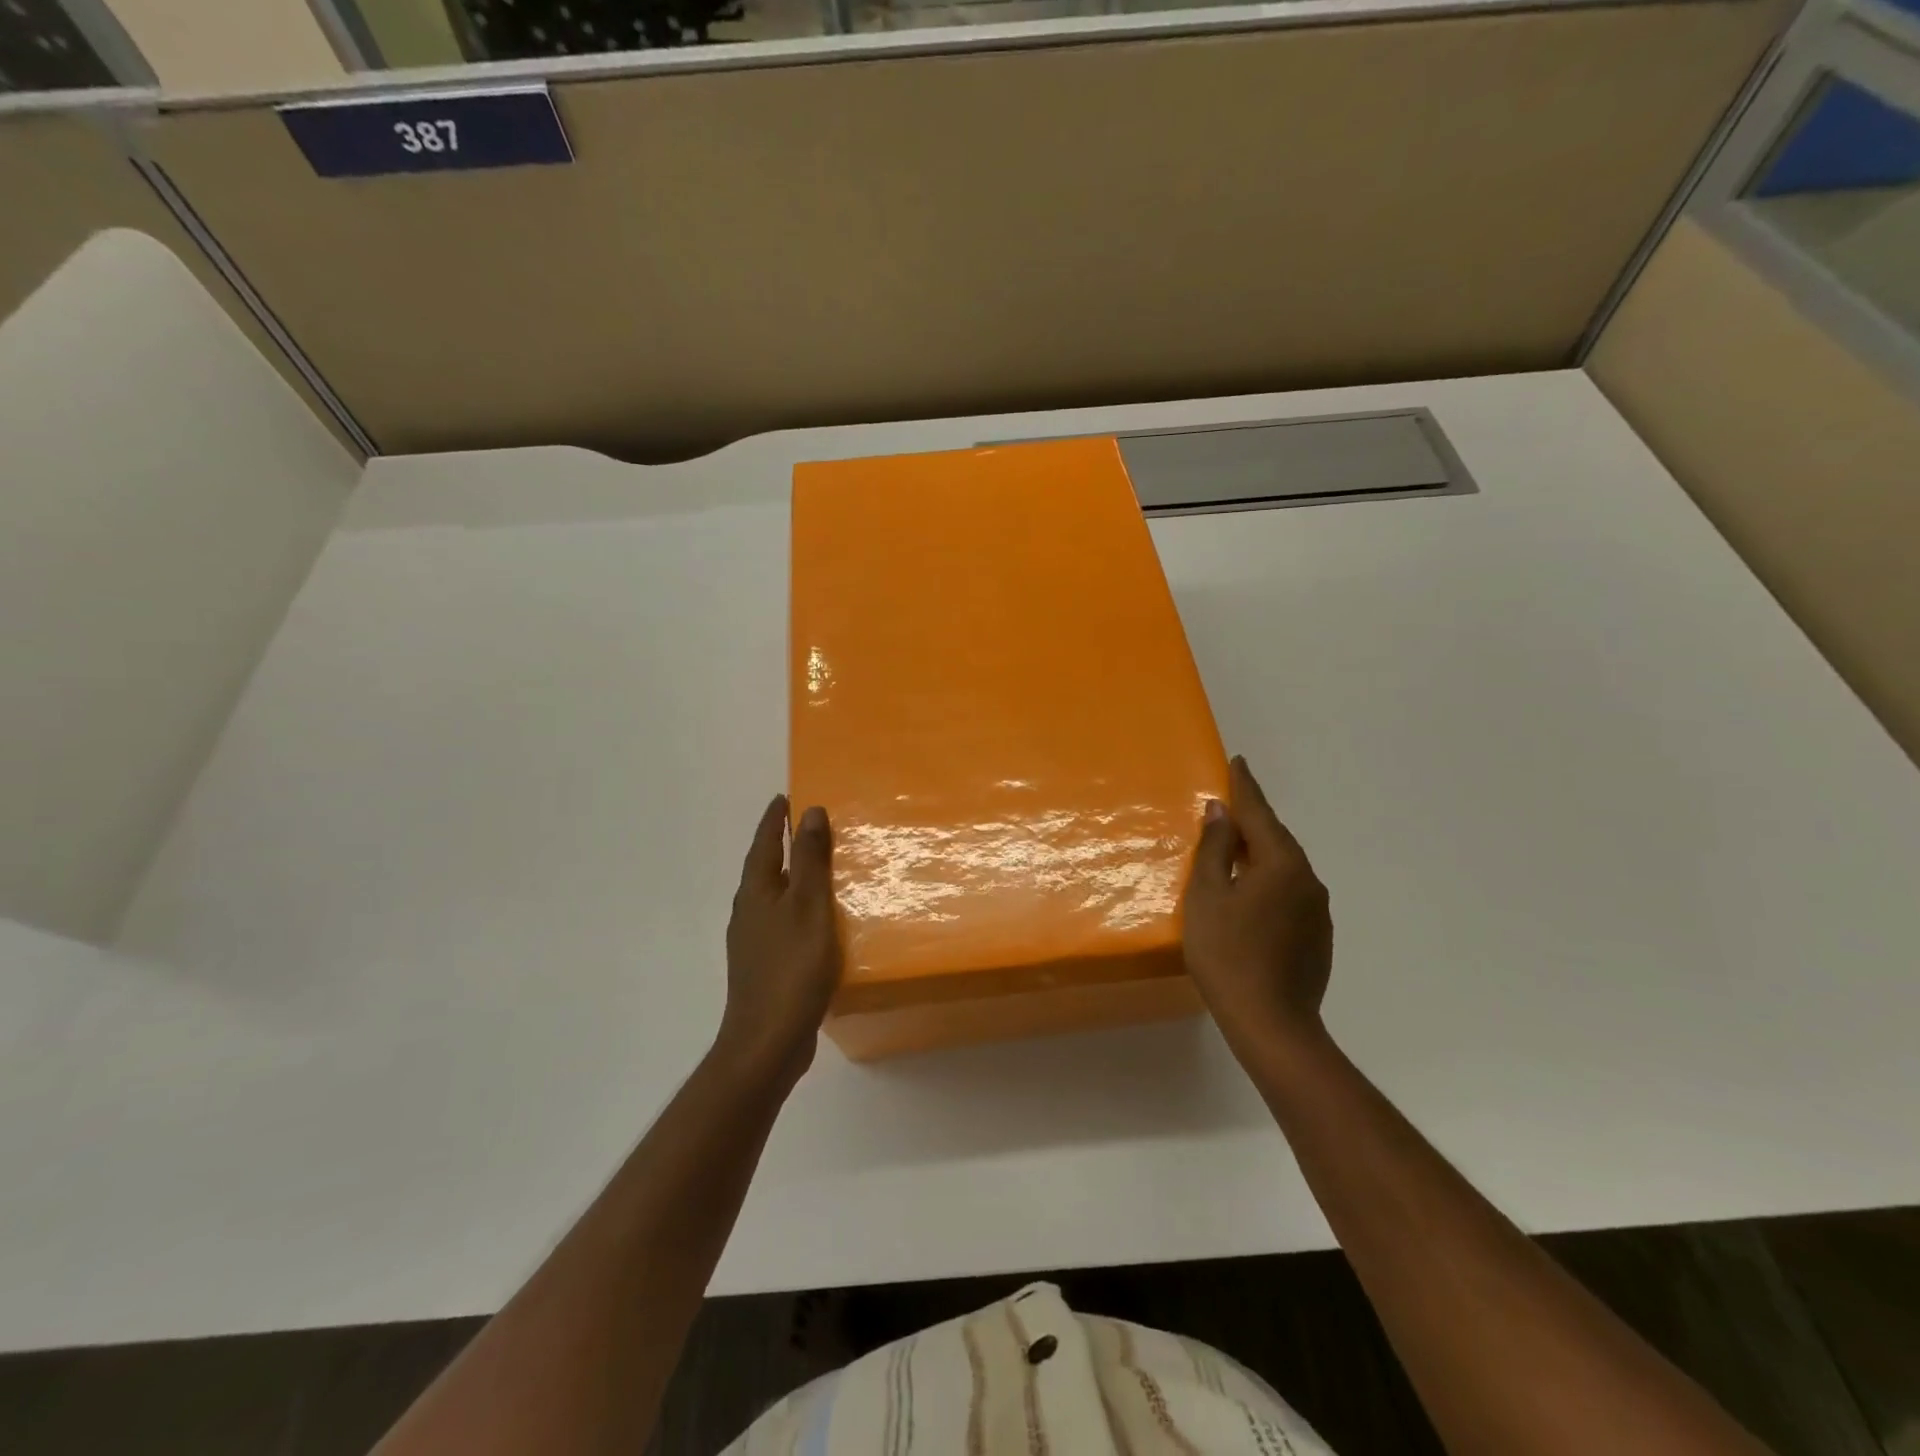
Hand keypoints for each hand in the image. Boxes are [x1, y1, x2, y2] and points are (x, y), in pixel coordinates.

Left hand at [715, 795, 841, 1090]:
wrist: (767, 1041)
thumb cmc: (792, 967)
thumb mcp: (809, 906)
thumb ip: (809, 860)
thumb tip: (808, 811)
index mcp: (756, 893)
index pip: (763, 844)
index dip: (773, 820)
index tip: (783, 797)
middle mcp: (748, 913)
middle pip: (763, 869)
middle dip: (779, 846)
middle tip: (804, 827)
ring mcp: (753, 943)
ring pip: (772, 897)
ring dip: (789, 878)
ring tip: (815, 868)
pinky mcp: (765, 967)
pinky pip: (781, 923)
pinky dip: (796, 909)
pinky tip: (815, 922)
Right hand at [1182, 756, 1333, 1063]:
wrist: (1272, 1024)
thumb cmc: (1228, 954)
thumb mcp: (1207, 896)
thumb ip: (1215, 850)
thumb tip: (1222, 812)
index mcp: (1282, 864)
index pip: (1259, 814)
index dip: (1245, 787)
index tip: (1238, 761)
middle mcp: (1308, 880)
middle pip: (1276, 839)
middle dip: (1253, 820)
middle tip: (1229, 804)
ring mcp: (1317, 911)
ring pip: (1285, 868)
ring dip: (1260, 853)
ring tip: (1235, 849)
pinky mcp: (1318, 937)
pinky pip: (1290, 893)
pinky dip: (1269, 882)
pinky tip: (1251, 896)